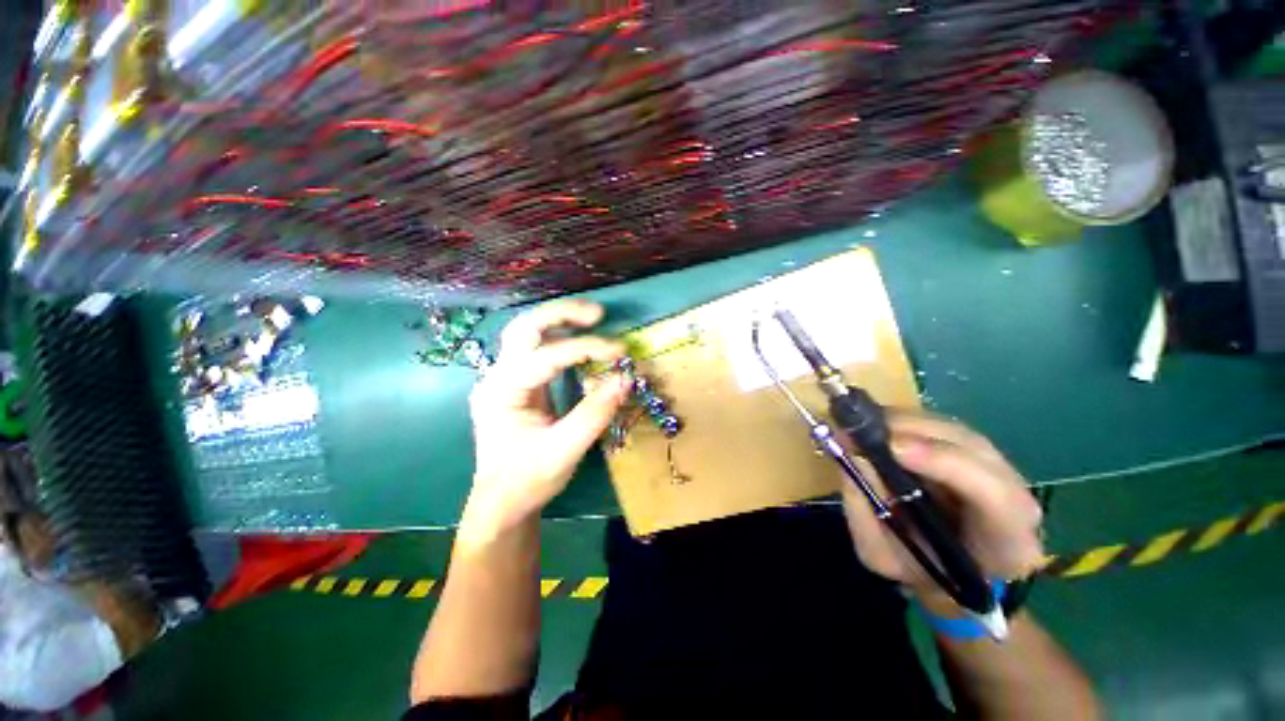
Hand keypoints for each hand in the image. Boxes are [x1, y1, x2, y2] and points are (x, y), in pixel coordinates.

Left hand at [461, 300, 631, 543]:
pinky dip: (562, 341)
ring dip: (561, 322)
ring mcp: (505, 379)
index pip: (546, 357)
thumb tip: (625, 379)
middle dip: (562, 315)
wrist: (501, 504)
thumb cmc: (526, 481)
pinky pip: (539, 352)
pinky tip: (582, 344)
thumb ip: (595, 414)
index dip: (585, 349)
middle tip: (598, 314)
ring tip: (594, 319)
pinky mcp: (518, 385)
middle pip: (524, 328)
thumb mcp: (564, 451)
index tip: (620, 352)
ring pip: (529, 335)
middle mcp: (497, 377)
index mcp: (501, 392)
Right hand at [840, 411, 1044, 604]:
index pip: (992, 493)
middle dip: (910, 433)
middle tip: (857, 431)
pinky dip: (904, 422)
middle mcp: (1017, 495)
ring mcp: (1001, 466)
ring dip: (902, 423)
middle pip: (971, 448)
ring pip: (953, 430)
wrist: (947, 570)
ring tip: (860, 429)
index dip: (942, 462)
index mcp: (1007, 541)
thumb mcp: (879, 555)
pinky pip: (941, 425)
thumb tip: (854, 456)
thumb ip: (865, 511)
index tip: (891, 448)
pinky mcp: (976, 449)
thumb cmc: (916, 570)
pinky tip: (876, 429)